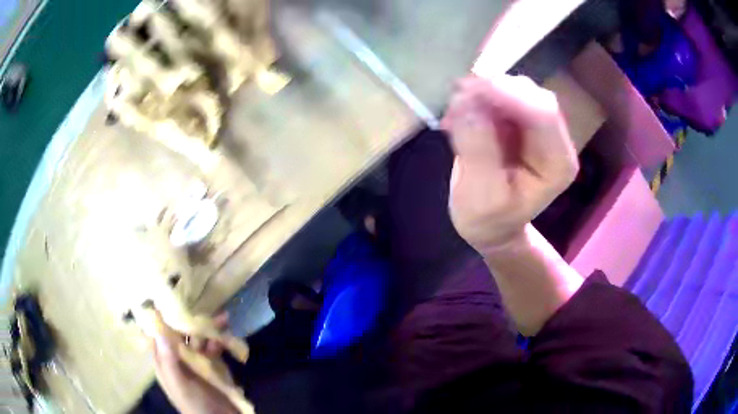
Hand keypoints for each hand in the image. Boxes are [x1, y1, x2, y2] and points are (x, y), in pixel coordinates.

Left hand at [151, 312, 236, 413]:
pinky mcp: (212, 366)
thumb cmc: (195, 405)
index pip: (158, 334)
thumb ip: (169, 360)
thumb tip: (159, 329)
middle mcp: (177, 358)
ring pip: (198, 339)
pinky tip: (226, 339)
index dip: (161, 317)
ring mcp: (195, 362)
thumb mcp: (180, 385)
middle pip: (180, 333)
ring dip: (209, 330)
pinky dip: (219, 342)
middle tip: (203, 307)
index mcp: (164, 362)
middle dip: (191, 320)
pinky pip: (213, 348)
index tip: (168, 299)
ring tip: (224, 319)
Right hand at [441, 75, 577, 253]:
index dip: (509, 94)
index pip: (543, 113)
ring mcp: (536, 126)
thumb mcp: (481, 197)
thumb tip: (467, 105)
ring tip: (452, 112)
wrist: (491, 225)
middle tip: (455, 97)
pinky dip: (475, 97)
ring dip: (480, 92)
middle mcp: (553, 138)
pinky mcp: (517, 120)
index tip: (469, 89)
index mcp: (557, 161)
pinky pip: (497, 95)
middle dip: (492, 89)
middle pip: (529, 94)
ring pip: (511, 88)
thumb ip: (478, 152)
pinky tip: (457, 113)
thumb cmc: (489, 220)